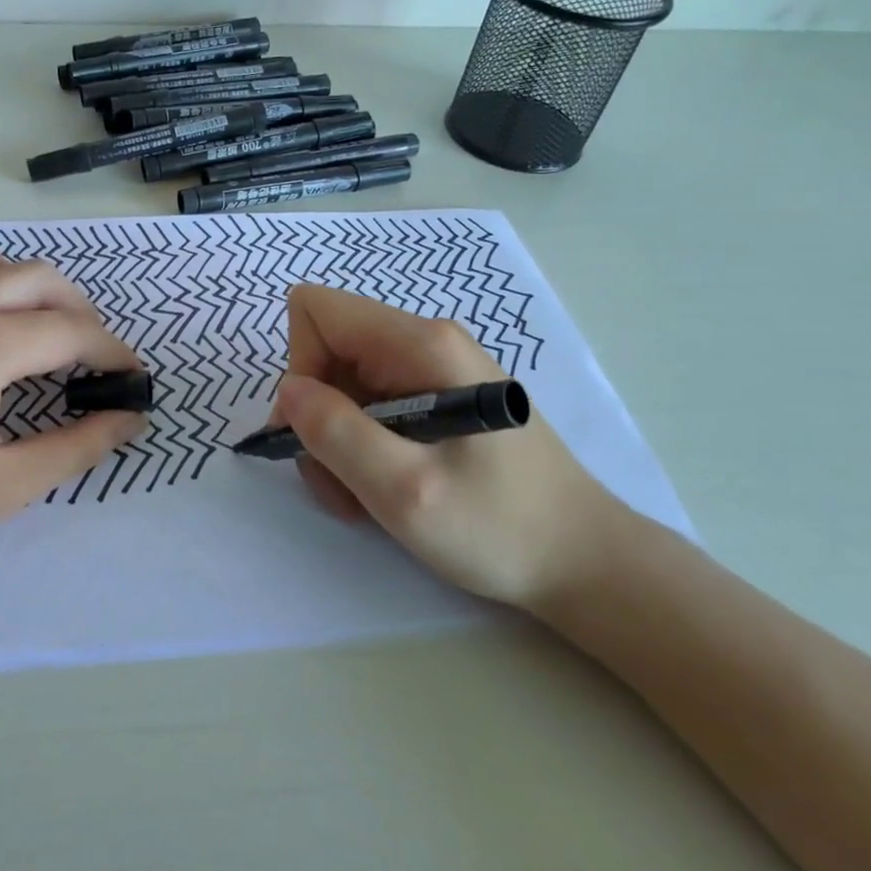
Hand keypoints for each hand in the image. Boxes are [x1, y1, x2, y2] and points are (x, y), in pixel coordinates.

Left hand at [0, 246, 145, 593]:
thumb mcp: (0, 488)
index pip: (69, 332)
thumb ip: (76, 446)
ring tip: (39, 334)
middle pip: (36, 278)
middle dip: (79, 311)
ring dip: (28, 289)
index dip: (111, 352)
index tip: (131, 376)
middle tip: (91, 356)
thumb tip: (129, 418)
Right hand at [270, 285, 624, 607]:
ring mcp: (430, 370)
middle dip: (316, 417)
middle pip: (325, 350)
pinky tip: (381, 488)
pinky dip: (358, 448)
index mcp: (419, 344)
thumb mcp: (405, 490)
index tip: (316, 431)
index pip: (316, 311)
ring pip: (341, 385)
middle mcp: (422, 342)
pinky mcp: (434, 398)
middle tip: (339, 480)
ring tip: (363, 496)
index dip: (300, 367)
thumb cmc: (499, 527)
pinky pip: (368, 407)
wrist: (582, 560)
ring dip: (335, 442)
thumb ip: (337, 433)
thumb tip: (288, 391)